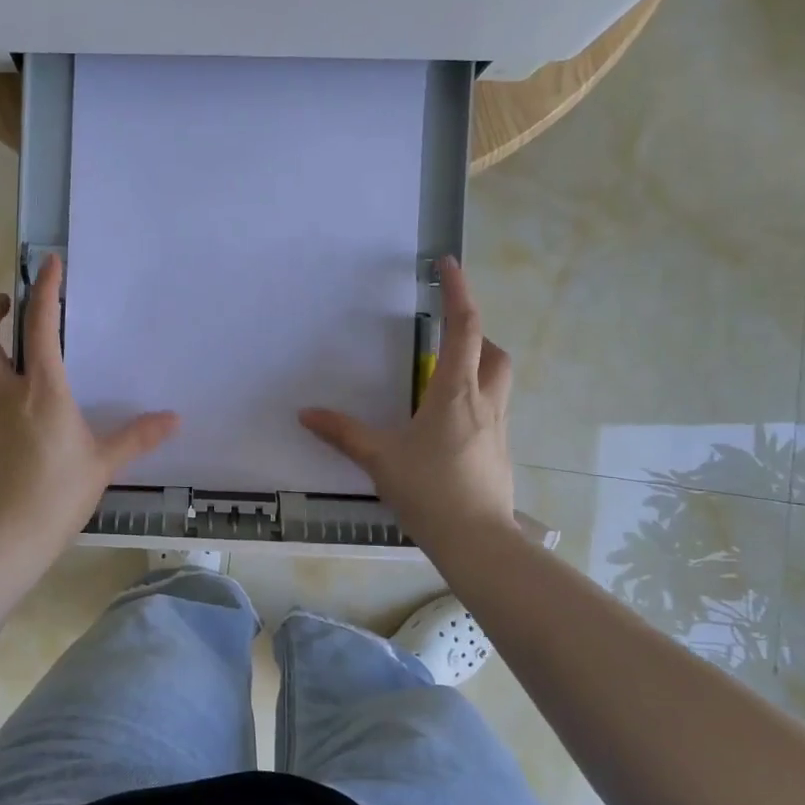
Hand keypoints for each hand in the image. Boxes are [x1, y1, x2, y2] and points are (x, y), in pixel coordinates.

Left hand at [0, 254, 178, 549]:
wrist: (6, 538)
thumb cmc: (59, 494)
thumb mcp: (103, 462)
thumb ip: (137, 436)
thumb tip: (174, 419)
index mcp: (42, 390)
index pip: (38, 326)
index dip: (44, 290)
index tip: (49, 263)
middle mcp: (4, 394)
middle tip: (6, 304)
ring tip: (17, 364)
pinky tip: (16, 422)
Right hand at [299, 257, 514, 547]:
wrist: (477, 540)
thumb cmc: (429, 490)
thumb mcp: (379, 458)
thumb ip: (342, 433)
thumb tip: (305, 413)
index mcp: (455, 393)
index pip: (463, 328)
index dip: (458, 292)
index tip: (447, 264)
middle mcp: (484, 403)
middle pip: (494, 352)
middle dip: (475, 334)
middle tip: (446, 338)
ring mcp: (496, 428)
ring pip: (499, 381)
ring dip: (479, 366)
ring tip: (443, 379)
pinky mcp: (498, 451)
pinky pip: (492, 411)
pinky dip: (474, 401)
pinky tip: (446, 426)